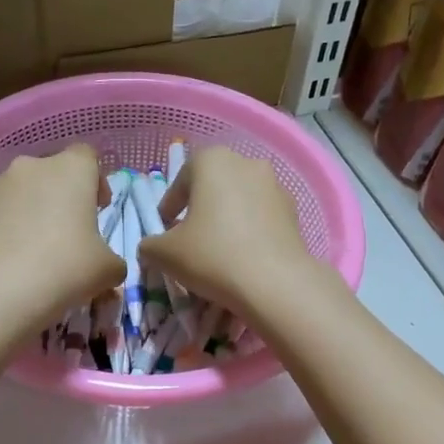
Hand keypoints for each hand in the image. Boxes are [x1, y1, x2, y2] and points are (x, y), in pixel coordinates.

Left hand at [0, 145, 125, 327]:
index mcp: (71, 169)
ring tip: (34, 249)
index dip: (95, 180)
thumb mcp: (108, 270)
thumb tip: (106, 266)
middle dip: (60, 196)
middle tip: (67, 232)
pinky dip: (4, 228)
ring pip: (20, 191)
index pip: (87, 156)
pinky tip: (9, 259)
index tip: (98, 208)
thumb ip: (113, 260)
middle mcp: (31, 166)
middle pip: (51, 172)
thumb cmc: (65, 267)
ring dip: (30, 210)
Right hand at [140, 146, 323, 322]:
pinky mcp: (294, 211)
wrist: (275, 283)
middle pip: (214, 185)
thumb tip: (152, 247)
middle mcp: (246, 163)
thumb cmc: (212, 255)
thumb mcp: (165, 253)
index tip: (165, 229)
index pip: (181, 178)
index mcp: (212, 160)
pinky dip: (250, 231)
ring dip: (227, 218)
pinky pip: (261, 217)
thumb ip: (150, 245)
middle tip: (190, 237)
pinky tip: (243, 257)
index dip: (169, 206)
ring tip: (218, 250)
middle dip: (200, 208)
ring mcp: (275, 185)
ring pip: (240, 200)